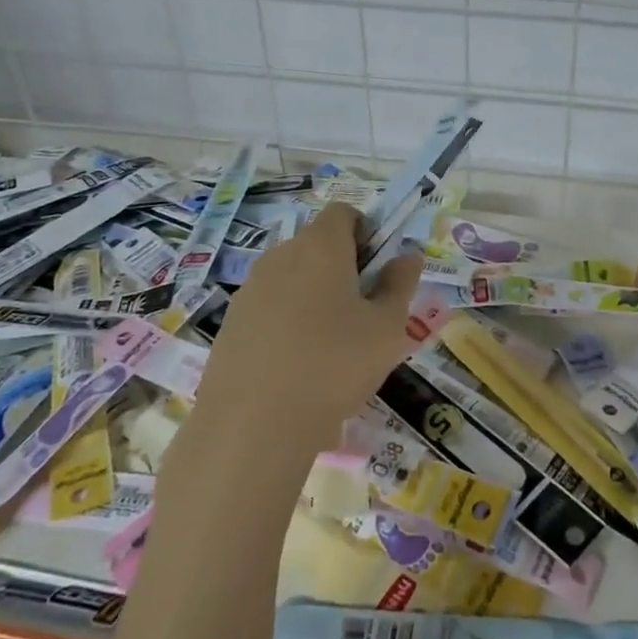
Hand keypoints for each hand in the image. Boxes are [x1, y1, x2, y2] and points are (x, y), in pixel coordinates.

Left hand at [195, 202, 422, 446]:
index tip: (379, 270)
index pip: (343, 213)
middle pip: (316, 244)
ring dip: (314, 296)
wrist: (253, 425)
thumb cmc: (334, 365)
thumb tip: (406, 256)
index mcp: (320, 246)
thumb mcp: (387, 328)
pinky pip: (269, 308)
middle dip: (343, 267)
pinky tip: (298, 367)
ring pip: (292, 278)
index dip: (366, 232)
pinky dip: (287, 323)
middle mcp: (280, 256)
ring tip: (331, 346)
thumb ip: (400, 285)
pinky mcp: (231, 324)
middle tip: (363, 312)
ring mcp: (250, 289)